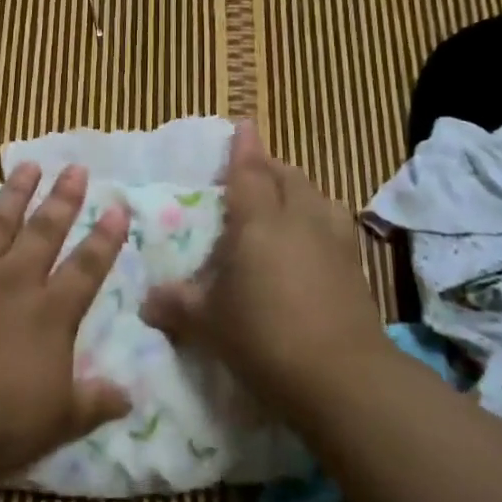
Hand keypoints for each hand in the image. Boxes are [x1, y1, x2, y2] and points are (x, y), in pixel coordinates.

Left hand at [0, 163, 132, 483]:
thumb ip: (93, 403)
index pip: (86, 268)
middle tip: (75, 168)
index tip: (117, 208)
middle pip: (44, 231)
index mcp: (49, 313)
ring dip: (13, 193)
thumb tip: (130, 398)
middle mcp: (13, 280)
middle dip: (63, 199)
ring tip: (27, 165)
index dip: (104, 239)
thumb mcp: (57, 421)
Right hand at [141, 122, 383, 424]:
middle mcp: (299, 219)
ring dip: (299, 190)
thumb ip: (176, 305)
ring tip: (285, 201)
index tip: (243, 124)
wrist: (342, 377)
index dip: (244, 146)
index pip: (250, 171)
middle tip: (253, 170)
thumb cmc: (264, 336)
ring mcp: (333, 241)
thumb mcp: (208, 323)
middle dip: (271, 166)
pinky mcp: (354, 267)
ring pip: (317, 197)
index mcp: (258, 220)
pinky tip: (311, 241)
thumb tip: (147, 302)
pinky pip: (334, 225)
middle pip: (288, 176)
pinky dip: (319, 219)